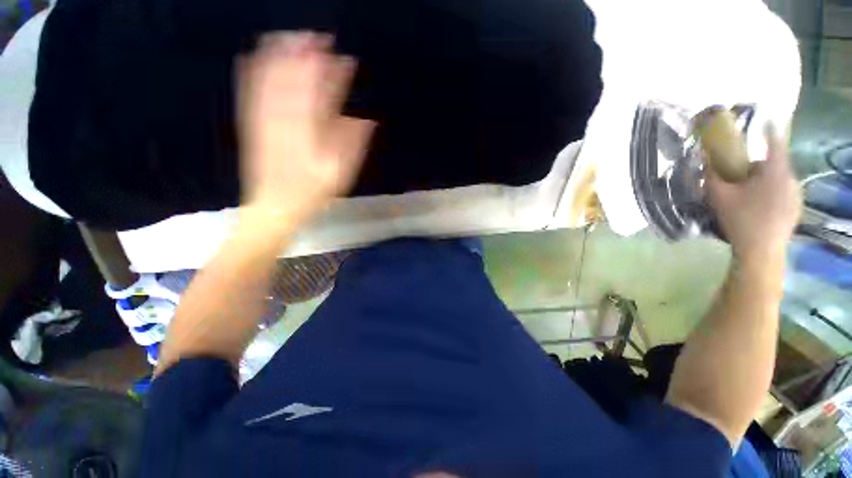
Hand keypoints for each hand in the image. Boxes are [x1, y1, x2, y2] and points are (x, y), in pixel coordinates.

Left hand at [238, 32, 375, 227]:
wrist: (273, 207)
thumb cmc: (311, 193)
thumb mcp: (339, 174)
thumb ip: (352, 146)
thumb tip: (366, 120)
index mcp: (310, 132)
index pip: (323, 94)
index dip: (334, 74)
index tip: (345, 57)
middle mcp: (285, 119)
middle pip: (294, 79)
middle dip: (306, 54)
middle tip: (318, 36)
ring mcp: (264, 119)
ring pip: (270, 79)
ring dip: (280, 55)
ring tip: (291, 36)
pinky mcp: (251, 124)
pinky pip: (249, 91)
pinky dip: (253, 71)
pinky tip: (253, 56)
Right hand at [706, 126, 801, 263]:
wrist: (761, 251)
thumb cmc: (740, 219)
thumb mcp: (719, 196)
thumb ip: (710, 175)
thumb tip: (703, 158)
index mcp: (774, 172)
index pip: (775, 143)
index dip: (769, 131)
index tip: (765, 122)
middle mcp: (791, 179)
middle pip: (773, 165)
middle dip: (757, 168)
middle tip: (740, 180)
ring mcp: (797, 195)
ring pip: (779, 180)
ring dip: (765, 182)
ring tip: (748, 197)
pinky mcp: (797, 208)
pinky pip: (784, 193)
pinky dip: (772, 194)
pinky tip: (760, 208)